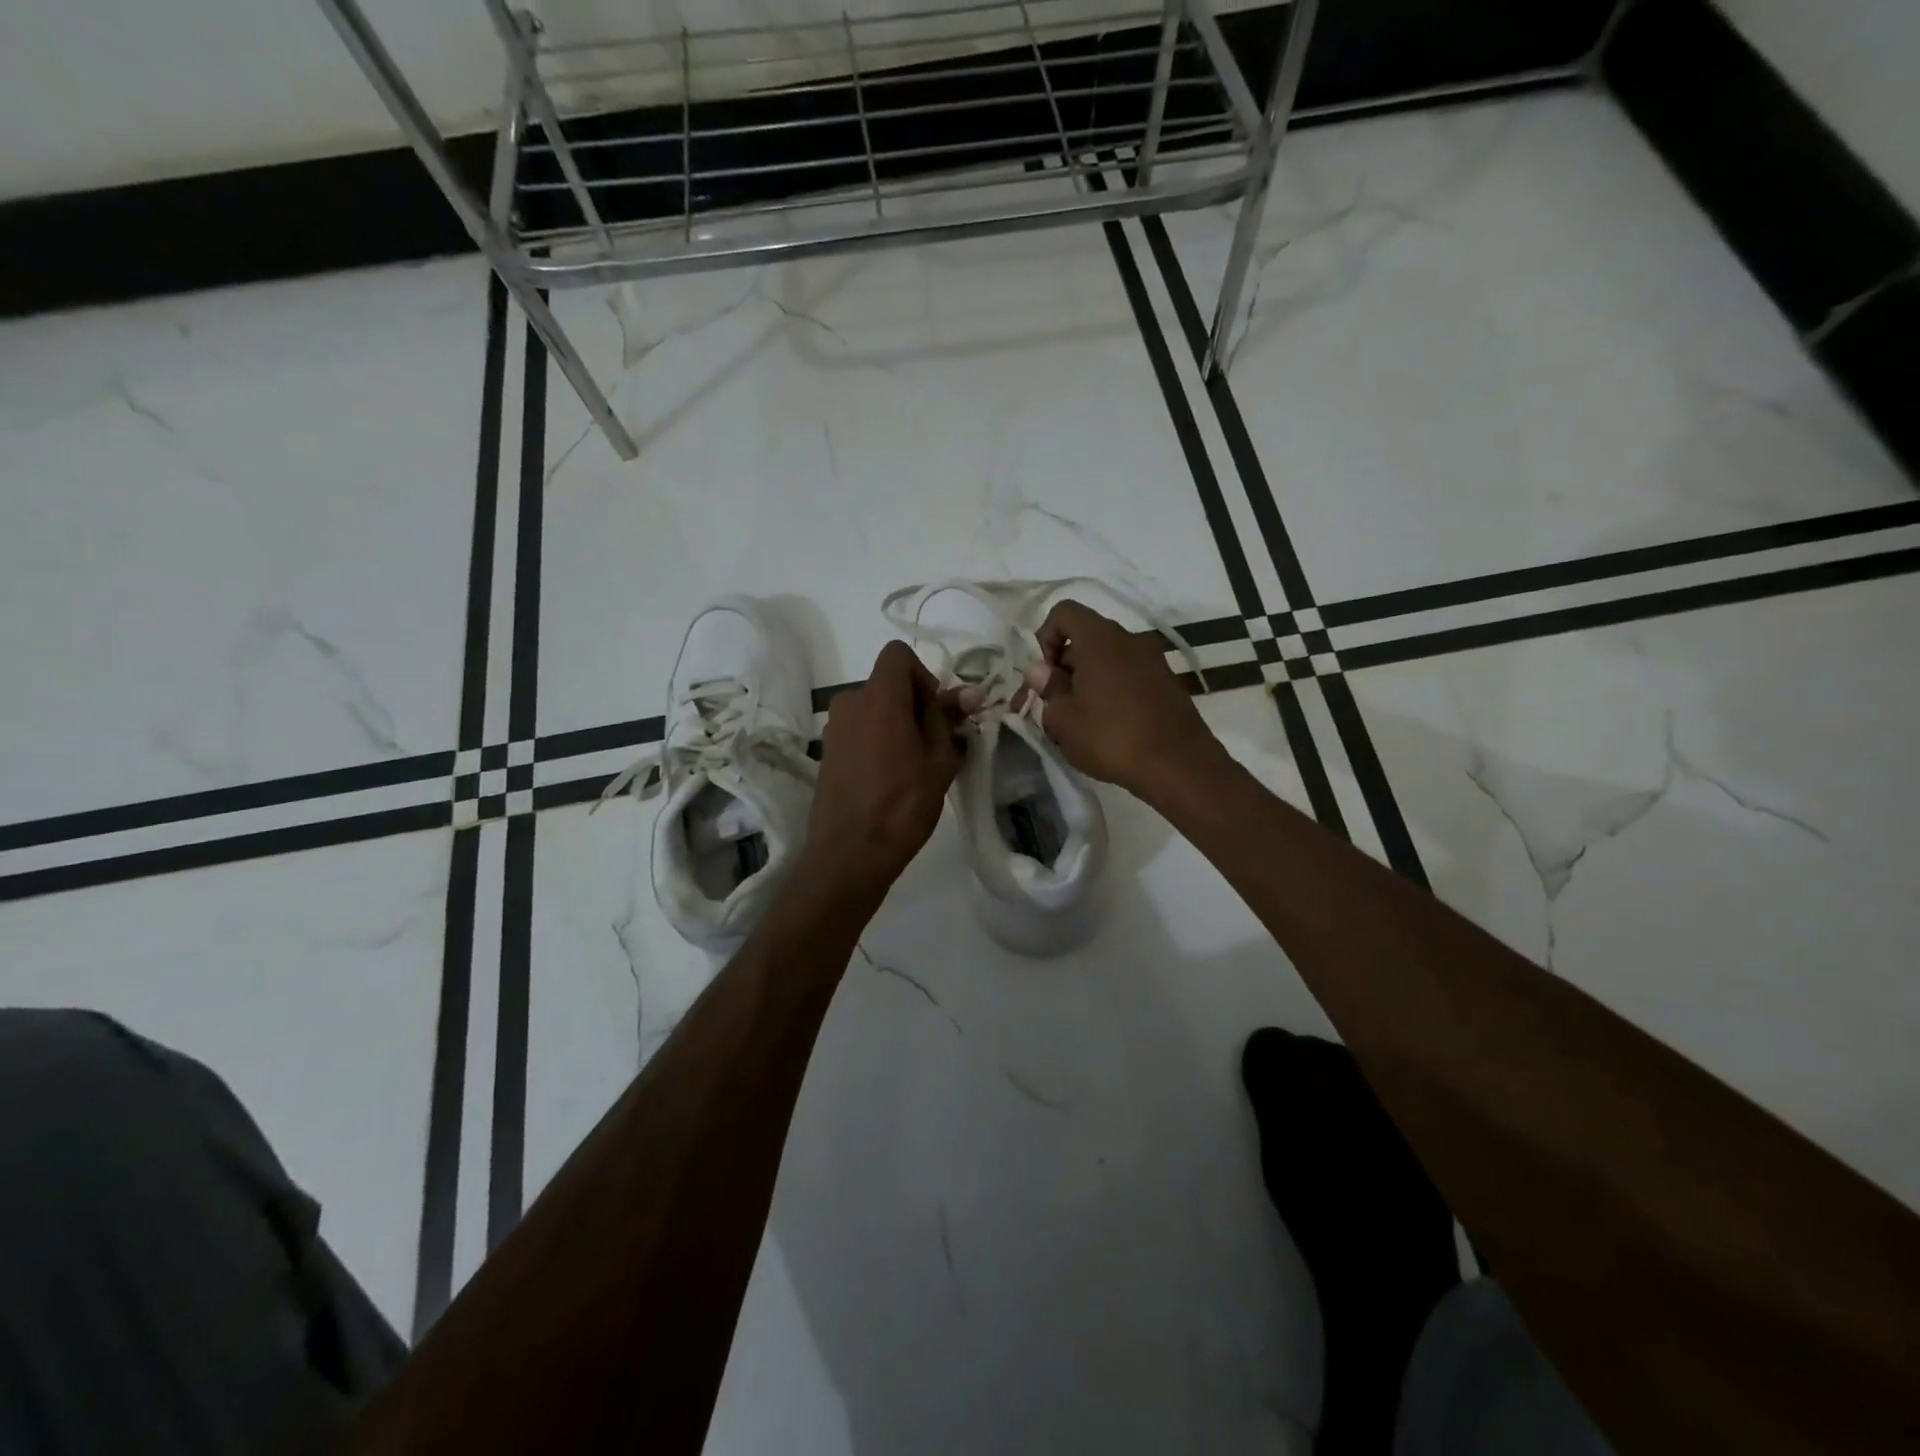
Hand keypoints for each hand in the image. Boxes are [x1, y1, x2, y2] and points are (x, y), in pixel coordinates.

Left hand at [806, 641, 964, 896]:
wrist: (850, 854)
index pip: (898, 654)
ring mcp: (834, 728)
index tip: (936, 712)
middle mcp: (850, 701)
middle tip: (935, 743)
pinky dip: (878, 740)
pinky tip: (890, 778)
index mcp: (879, 696)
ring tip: (915, 765)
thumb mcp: (940, 760)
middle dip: (914, 704)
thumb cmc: (903, 804)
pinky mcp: (827, 752)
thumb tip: (969, 692)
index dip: (923, 675)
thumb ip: (950, 719)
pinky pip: (859, 730)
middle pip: (887, 683)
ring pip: (874, 709)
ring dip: (897, 724)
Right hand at [1024, 599, 1226, 800]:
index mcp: (1100, 639)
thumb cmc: (1111, 738)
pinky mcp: (1168, 682)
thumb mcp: (1064, 720)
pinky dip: (1113, 689)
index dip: (1046, 637)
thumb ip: (1049, 689)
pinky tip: (1110, 726)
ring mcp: (1153, 660)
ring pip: (1108, 658)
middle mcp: (1129, 639)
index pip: (1064, 612)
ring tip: (1082, 720)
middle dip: (1066, 665)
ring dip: (1089, 680)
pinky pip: (1129, 674)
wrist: (1179, 766)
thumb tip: (1040, 670)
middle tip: (1058, 705)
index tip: (1046, 675)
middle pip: (1087, 636)